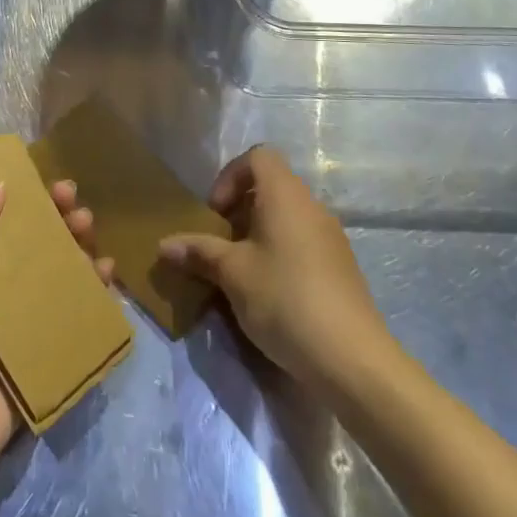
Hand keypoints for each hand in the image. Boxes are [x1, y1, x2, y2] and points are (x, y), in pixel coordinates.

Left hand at [0, 178, 113, 482]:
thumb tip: (0, 186)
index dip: (22, 199)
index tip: (46, 182)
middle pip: (32, 244)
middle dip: (56, 220)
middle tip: (75, 204)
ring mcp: (19, 322)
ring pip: (57, 274)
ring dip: (78, 249)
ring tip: (91, 232)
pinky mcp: (42, 352)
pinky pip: (73, 316)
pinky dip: (94, 294)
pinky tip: (108, 276)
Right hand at [158, 145, 391, 389]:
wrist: (352, 360)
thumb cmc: (284, 299)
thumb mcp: (232, 274)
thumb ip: (198, 252)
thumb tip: (164, 245)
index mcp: (285, 195)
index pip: (258, 156)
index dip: (230, 176)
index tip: (215, 212)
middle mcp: (311, 206)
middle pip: (271, 187)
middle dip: (239, 210)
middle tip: (220, 244)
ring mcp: (331, 238)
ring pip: (286, 218)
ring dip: (258, 235)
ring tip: (239, 271)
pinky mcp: (341, 268)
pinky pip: (302, 243)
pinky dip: (280, 254)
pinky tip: (268, 293)